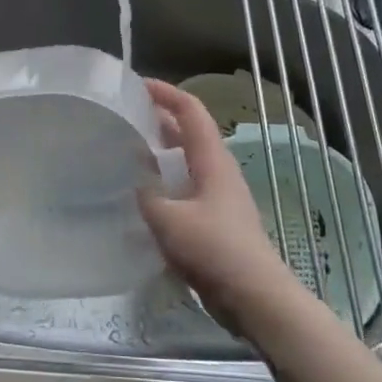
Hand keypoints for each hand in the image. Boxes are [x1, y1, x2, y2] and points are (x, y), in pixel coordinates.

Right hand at [139, 80, 308, 336]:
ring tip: (129, 149)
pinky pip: (186, 187)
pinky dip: (166, 179)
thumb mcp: (170, 220)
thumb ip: (148, 197)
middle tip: (127, 115)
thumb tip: (137, 186)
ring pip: (188, 160)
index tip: (137, 84)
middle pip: (190, 132)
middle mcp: (218, 171)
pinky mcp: (215, 220)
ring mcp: (219, 196)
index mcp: (212, 160)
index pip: (191, 111)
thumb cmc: (215, 249)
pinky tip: (145, 195)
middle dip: (161, 118)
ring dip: (162, 150)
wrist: (254, 296)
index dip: (166, 93)